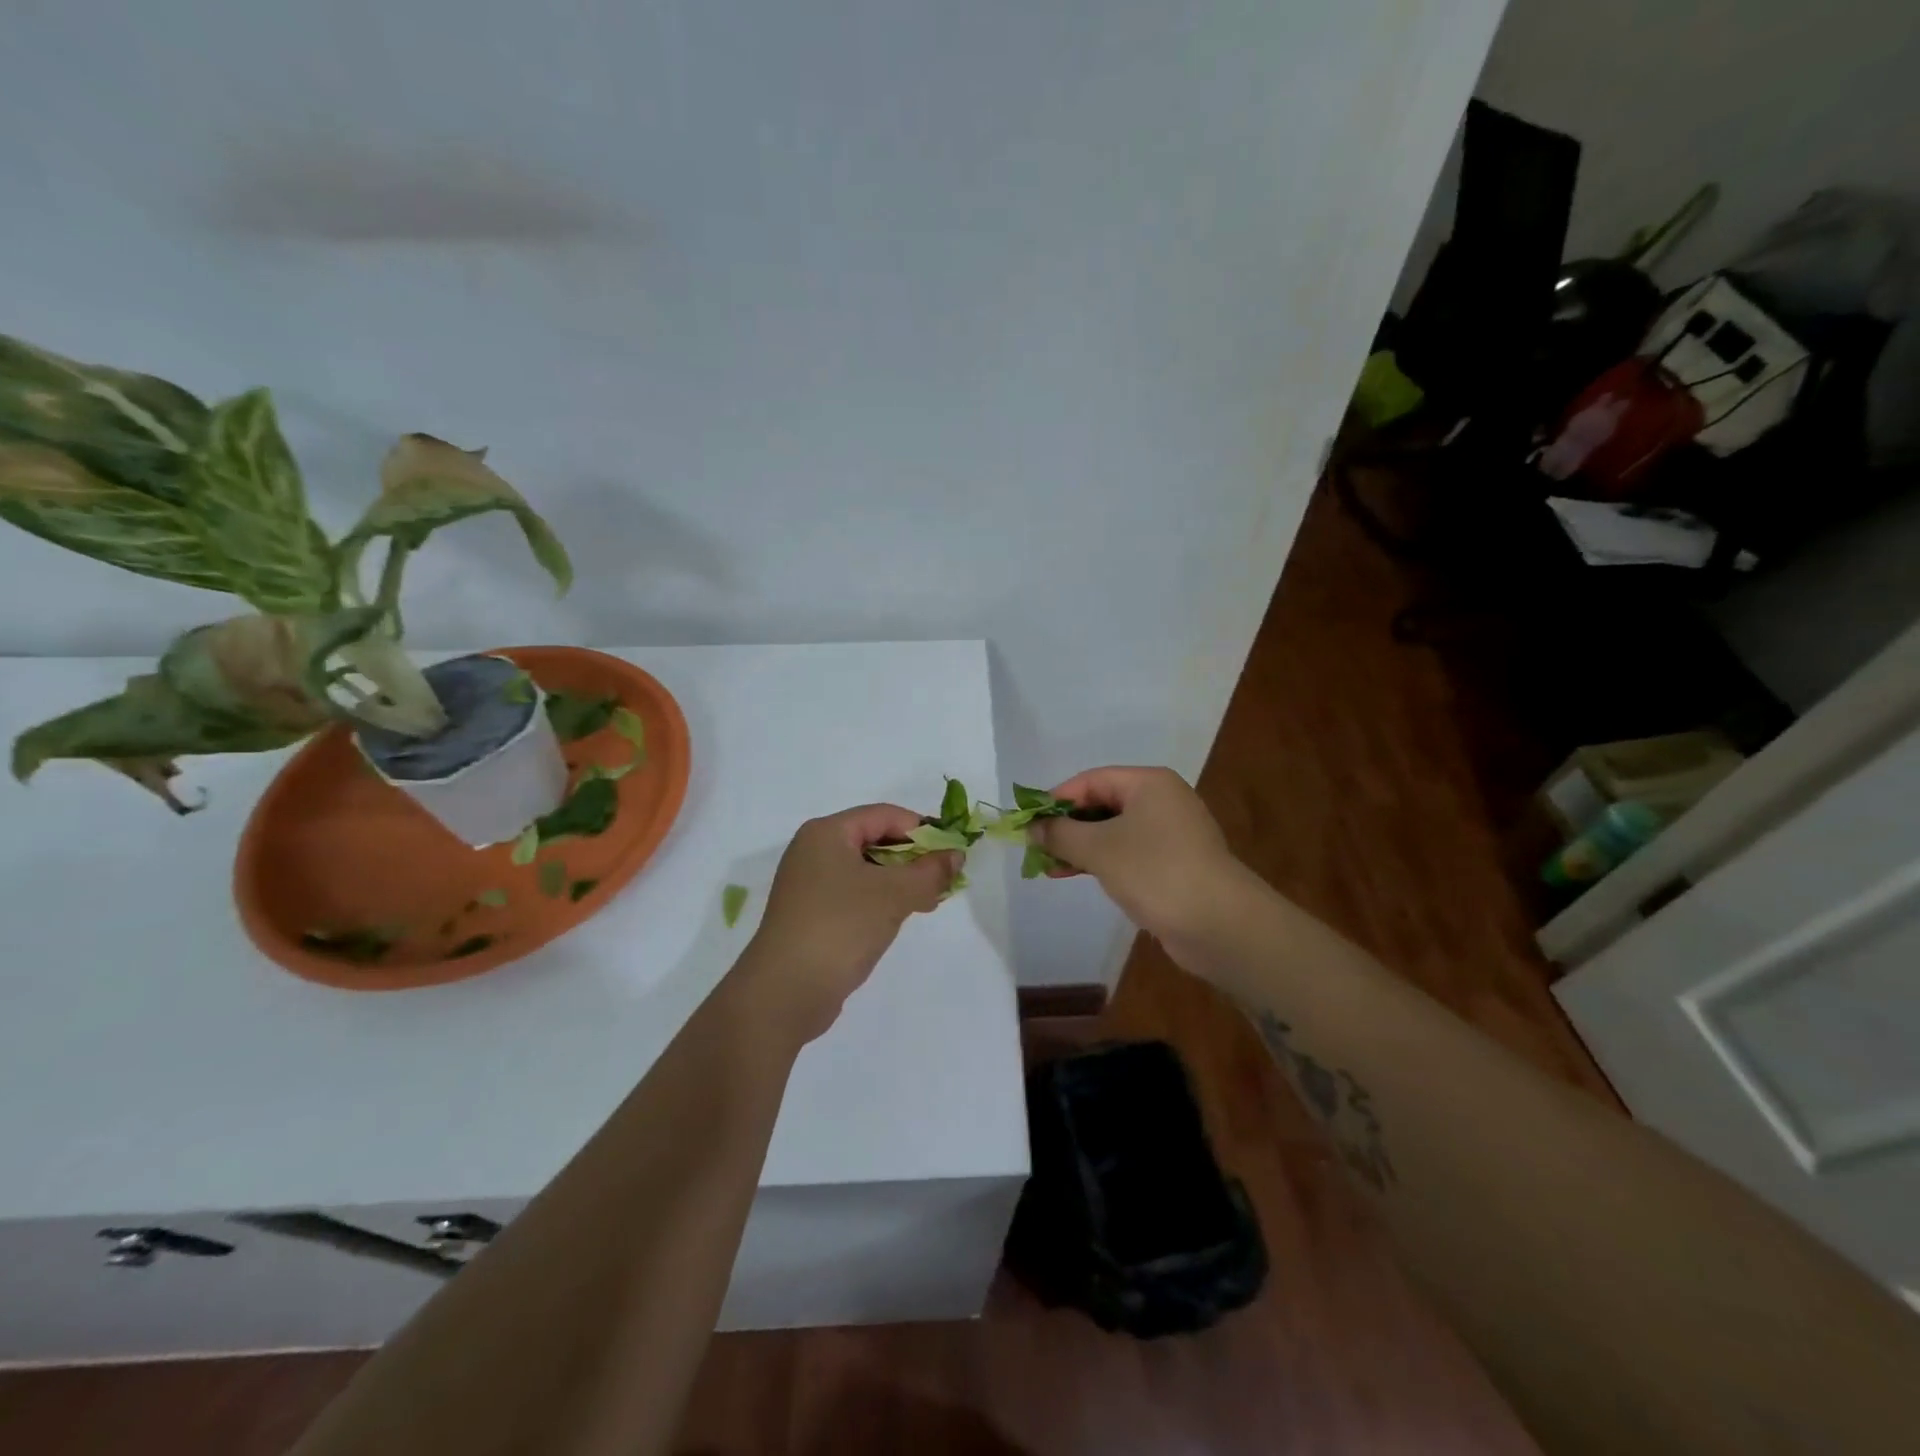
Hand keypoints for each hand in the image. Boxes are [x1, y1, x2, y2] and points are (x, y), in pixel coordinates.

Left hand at [734, 804, 957, 1043]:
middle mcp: (813, 851)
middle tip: (944, 879)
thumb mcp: (894, 894)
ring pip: (866, 870)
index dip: (921, 829)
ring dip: (900, 881)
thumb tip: (956, 855)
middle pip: (874, 840)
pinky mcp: (811, 915)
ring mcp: (809, 885)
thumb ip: (930, 871)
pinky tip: (901, 917)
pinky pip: (854, 894)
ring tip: (929, 901)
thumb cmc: (840, 927)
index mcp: (826, 833)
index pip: (884, 815)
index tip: (952, 851)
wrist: (785, 992)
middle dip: (913, 857)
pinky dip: (881, 900)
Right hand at [1030, 766, 1243, 942]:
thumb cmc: (1155, 872)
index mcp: (1149, 783)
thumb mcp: (1098, 848)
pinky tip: (1077, 876)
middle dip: (1067, 826)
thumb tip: (1032, 828)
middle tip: (1035, 848)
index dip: (1056, 799)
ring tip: (1049, 867)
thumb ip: (1060, 834)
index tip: (1028, 823)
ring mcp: (1171, 834)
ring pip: (1113, 832)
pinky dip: (1101, 861)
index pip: (1091, 780)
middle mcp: (1162, 801)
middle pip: (1102, 804)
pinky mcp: (1173, 864)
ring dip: (1080, 847)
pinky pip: (1128, 853)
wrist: (1220, 924)